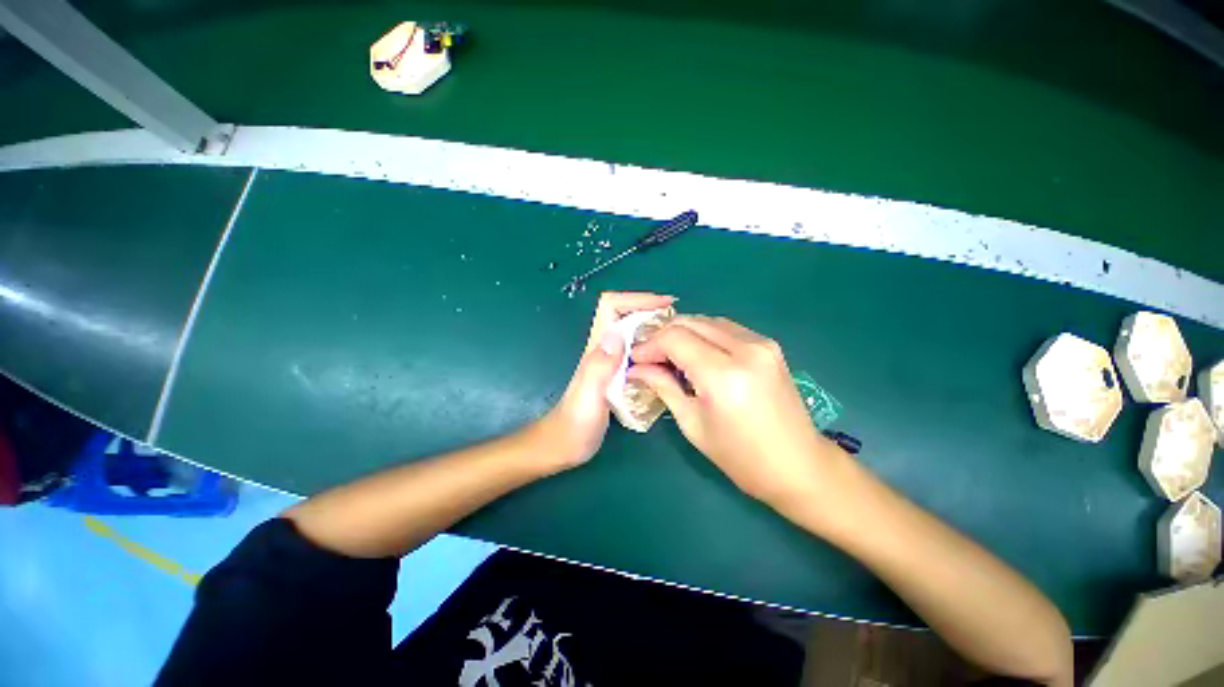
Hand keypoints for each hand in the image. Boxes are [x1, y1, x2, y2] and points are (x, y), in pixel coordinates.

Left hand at [539, 291, 676, 469]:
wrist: (565, 445)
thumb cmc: (575, 424)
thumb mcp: (588, 396)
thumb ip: (599, 367)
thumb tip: (617, 334)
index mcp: (597, 347)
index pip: (611, 306)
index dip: (637, 298)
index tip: (665, 305)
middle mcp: (604, 348)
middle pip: (626, 314)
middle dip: (652, 310)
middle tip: (679, 323)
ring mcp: (610, 361)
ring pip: (633, 332)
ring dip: (655, 328)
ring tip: (678, 338)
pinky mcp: (616, 374)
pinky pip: (637, 351)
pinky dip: (653, 348)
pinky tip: (667, 361)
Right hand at [628, 316, 845, 506]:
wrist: (800, 467)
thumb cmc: (741, 457)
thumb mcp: (693, 424)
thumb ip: (664, 387)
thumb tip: (637, 369)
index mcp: (723, 375)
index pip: (674, 338)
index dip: (649, 345)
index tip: (636, 360)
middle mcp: (745, 349)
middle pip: (690, 322)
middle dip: (663, 335)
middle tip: (649, 357)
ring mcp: (762, 343)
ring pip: (708, 321)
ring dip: (683, 332)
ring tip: (669, 355)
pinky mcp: (769, 345)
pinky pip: (726, 328)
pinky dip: (704, 334)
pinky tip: (696, 353)